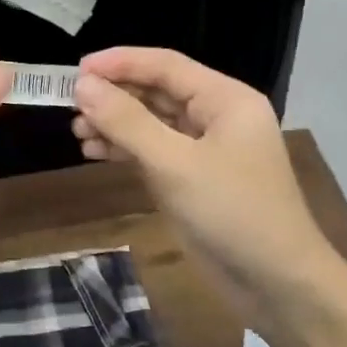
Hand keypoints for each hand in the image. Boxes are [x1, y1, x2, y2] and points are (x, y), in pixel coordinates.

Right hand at [71, 48, 334, 314]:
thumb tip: (83, 85)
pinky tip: (95, 153)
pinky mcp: (193, 179)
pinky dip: (125, 150)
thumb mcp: (174, 164)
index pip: (165, 65)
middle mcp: (217, 116)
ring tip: (78, 132)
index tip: (75, 70)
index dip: (119, 63)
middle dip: (114, 96)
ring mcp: (205, 150)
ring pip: (151, 123)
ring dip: (115, 124)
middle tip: (70, 106)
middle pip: (157, 91)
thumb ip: (127, 122)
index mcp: (226, 99)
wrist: (276, 283)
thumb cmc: (232, 212)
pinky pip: (153, 152)